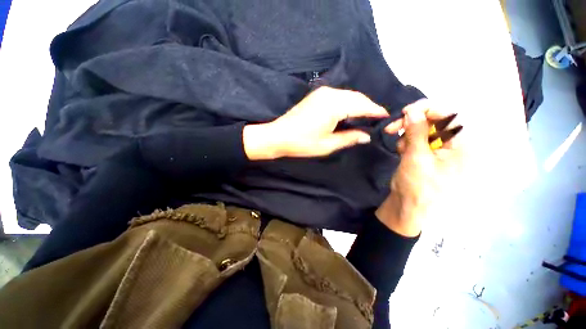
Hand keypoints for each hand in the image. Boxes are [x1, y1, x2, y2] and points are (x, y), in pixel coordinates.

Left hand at [243, 87, 388, 159]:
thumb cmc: (302, 143)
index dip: (376, 111)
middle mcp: (330, 94)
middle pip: (357, 97)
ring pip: (348, 95)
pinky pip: (339, 96)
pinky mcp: (316, 95)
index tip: (387, 118)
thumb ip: (349, 138)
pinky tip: (350, 112)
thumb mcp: (328, 144)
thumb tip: (366, 136)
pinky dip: (348, 103)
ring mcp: (322, 93)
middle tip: (377, 119)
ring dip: (358, 104)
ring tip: (366, 117)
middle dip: (369, 107)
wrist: (279, 136)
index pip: (362, 105)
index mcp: (335, 105)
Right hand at [376, 100, 461, 236]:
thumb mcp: (416, 157)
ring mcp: (441, 149)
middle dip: (412, 122)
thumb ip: (415, 132)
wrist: (409, 206)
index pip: (450, 115)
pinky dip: (407, 142)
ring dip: (407, 134)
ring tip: (400, 149)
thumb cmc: (418, 186)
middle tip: (392, 128)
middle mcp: (455, 144)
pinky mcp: (429, 153)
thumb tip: (411, 110)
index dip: (427, 109)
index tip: (405, 112)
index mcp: (463, 145)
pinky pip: (418, 139)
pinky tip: (401, 151)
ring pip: (423, 129)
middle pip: (435, 121)